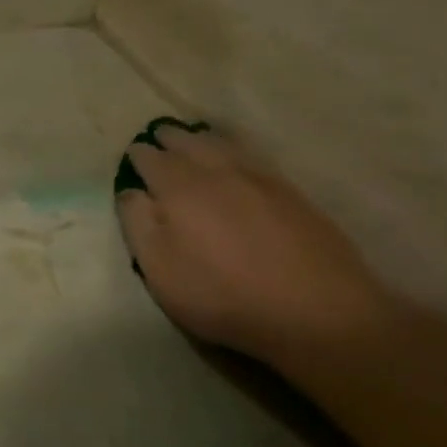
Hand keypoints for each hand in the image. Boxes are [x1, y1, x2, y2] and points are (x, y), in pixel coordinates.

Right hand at [116, 123, 398, 366]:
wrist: (316, 310)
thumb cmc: (222, 294)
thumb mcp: (160, 269)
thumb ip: (138, 224)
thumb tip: (130, 191)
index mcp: (179, 188)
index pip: (151, 159)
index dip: (138, 155)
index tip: (132, 155)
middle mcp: (218, 171)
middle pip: (189, 142)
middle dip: (170, 138)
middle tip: (160, 136)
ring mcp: (260, 178)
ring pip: (224, 144)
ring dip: (203, 138)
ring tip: (195, 138)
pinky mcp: (292, 192)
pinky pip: (254, 155)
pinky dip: (236, 148)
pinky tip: (237, 157)